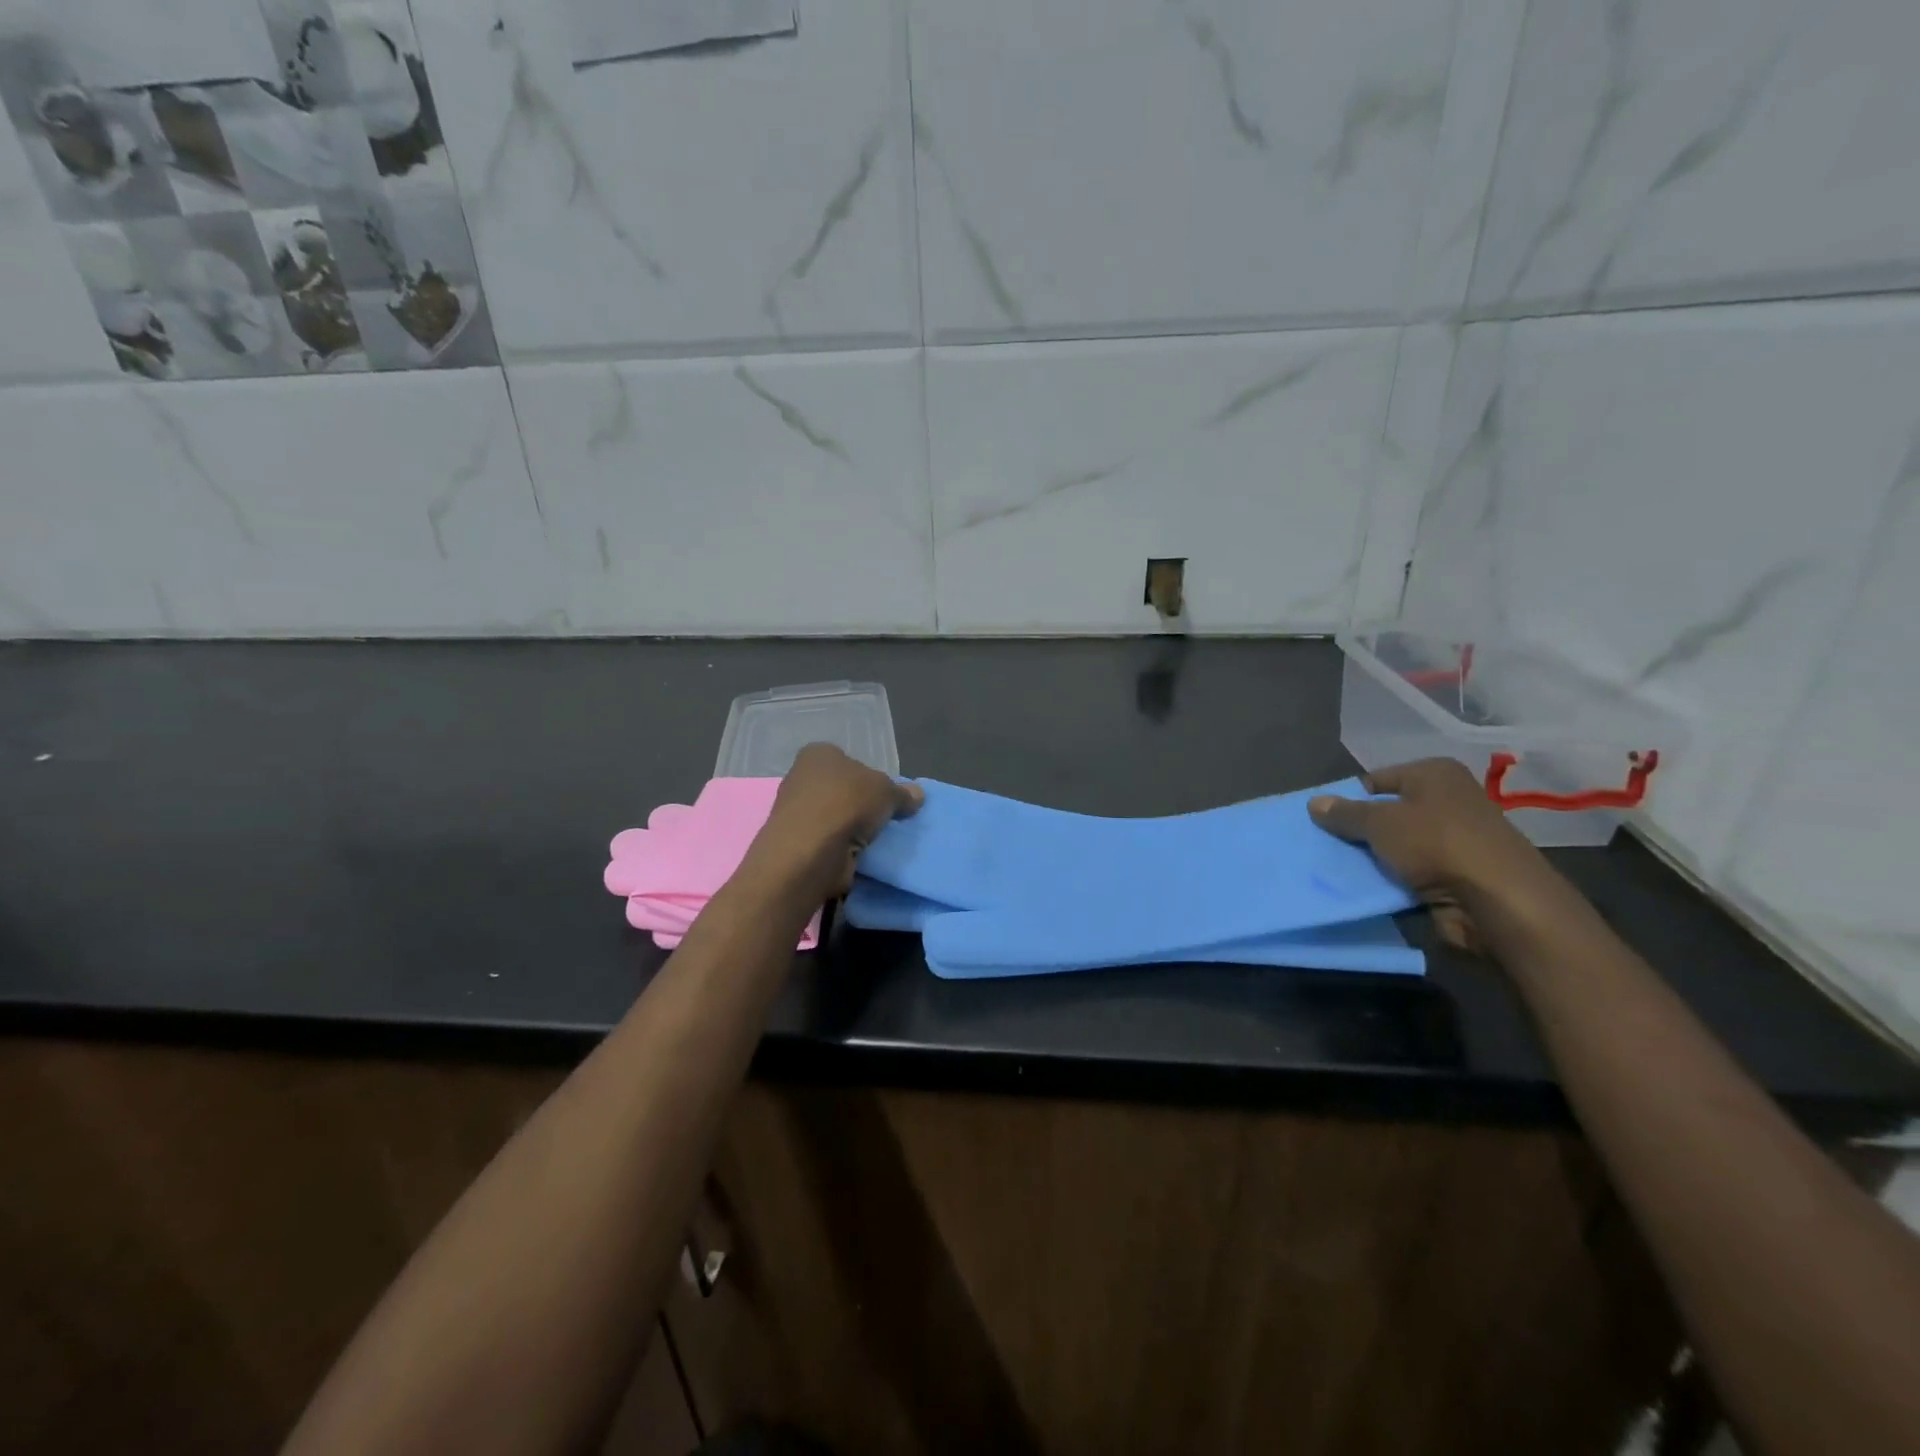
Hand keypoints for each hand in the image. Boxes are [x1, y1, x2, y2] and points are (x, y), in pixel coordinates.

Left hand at [745, 744, 923, 899]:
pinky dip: (840, 848)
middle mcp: (801, 778)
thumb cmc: (848, 804)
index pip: (848, 760)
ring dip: (851, 828)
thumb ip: (902, 793)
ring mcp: (794, 812)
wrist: (810, 851)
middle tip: (883, 818)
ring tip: (874, 841)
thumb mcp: (887, 792)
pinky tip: (857, 855)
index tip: (885, 796)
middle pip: (840, 789)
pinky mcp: (795, 843)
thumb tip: (918, 795)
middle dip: (860, 804)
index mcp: (818, 754)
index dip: (869, 777)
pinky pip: (827, 841)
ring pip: (833, 817)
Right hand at [1308, 759, 1571, 952]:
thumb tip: (1314, 803)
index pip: (1376, 780)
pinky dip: (1392, 880)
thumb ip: (1345, 813)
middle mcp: (1448, 801)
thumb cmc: (1437, 844)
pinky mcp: (1456, 874)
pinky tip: (1366, 888)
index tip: (1322, 821)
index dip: (1348, 799)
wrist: (1499, 903)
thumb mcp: (1379, 822)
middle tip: (1323, 846)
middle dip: (1358, 831)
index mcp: (1434, 774)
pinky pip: (1411, 872)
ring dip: (1373, 859)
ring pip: (1397, 845)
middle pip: (1387, 813)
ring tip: (1337, 869)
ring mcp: (1454, 839)